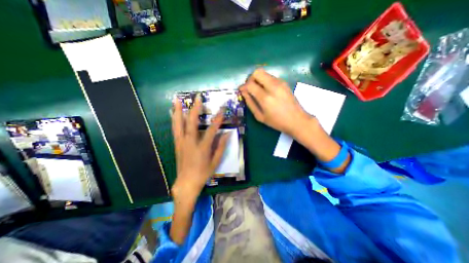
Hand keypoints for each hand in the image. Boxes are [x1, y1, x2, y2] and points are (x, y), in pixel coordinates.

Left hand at [170, 95, 228, 201]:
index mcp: (202, 148)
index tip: (222, 109)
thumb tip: (227, 134)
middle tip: (197, 98)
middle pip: (192, 122)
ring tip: (177, 99)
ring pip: (179, 124)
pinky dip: (174, 119)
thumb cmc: (203, 173)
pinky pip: (175, 129)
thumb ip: (221, 146)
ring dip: (179, 111)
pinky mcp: (176, 144)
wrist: (186, 183)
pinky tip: (172, 112)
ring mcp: (181, 142)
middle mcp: (190, 142)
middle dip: (195, 109)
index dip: (218, 119)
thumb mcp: (215, 161)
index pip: (212, 130)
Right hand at [240, 68, 316, 138]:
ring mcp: (280, 83)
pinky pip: (270, 77)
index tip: (241, 90)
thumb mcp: (260, 116)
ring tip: (258, 90)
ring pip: (264, 73)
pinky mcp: (284, 82)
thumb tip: (243, 92)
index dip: (243, 86)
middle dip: (250, 79)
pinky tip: (266, 90)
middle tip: (250, 88)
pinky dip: (265, 81)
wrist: (297, 120)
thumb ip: (250, 103)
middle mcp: (273, 86)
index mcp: (265, 97)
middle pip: (257, 72)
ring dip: (258, 79)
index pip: (250, 84)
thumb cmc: (277, 122)